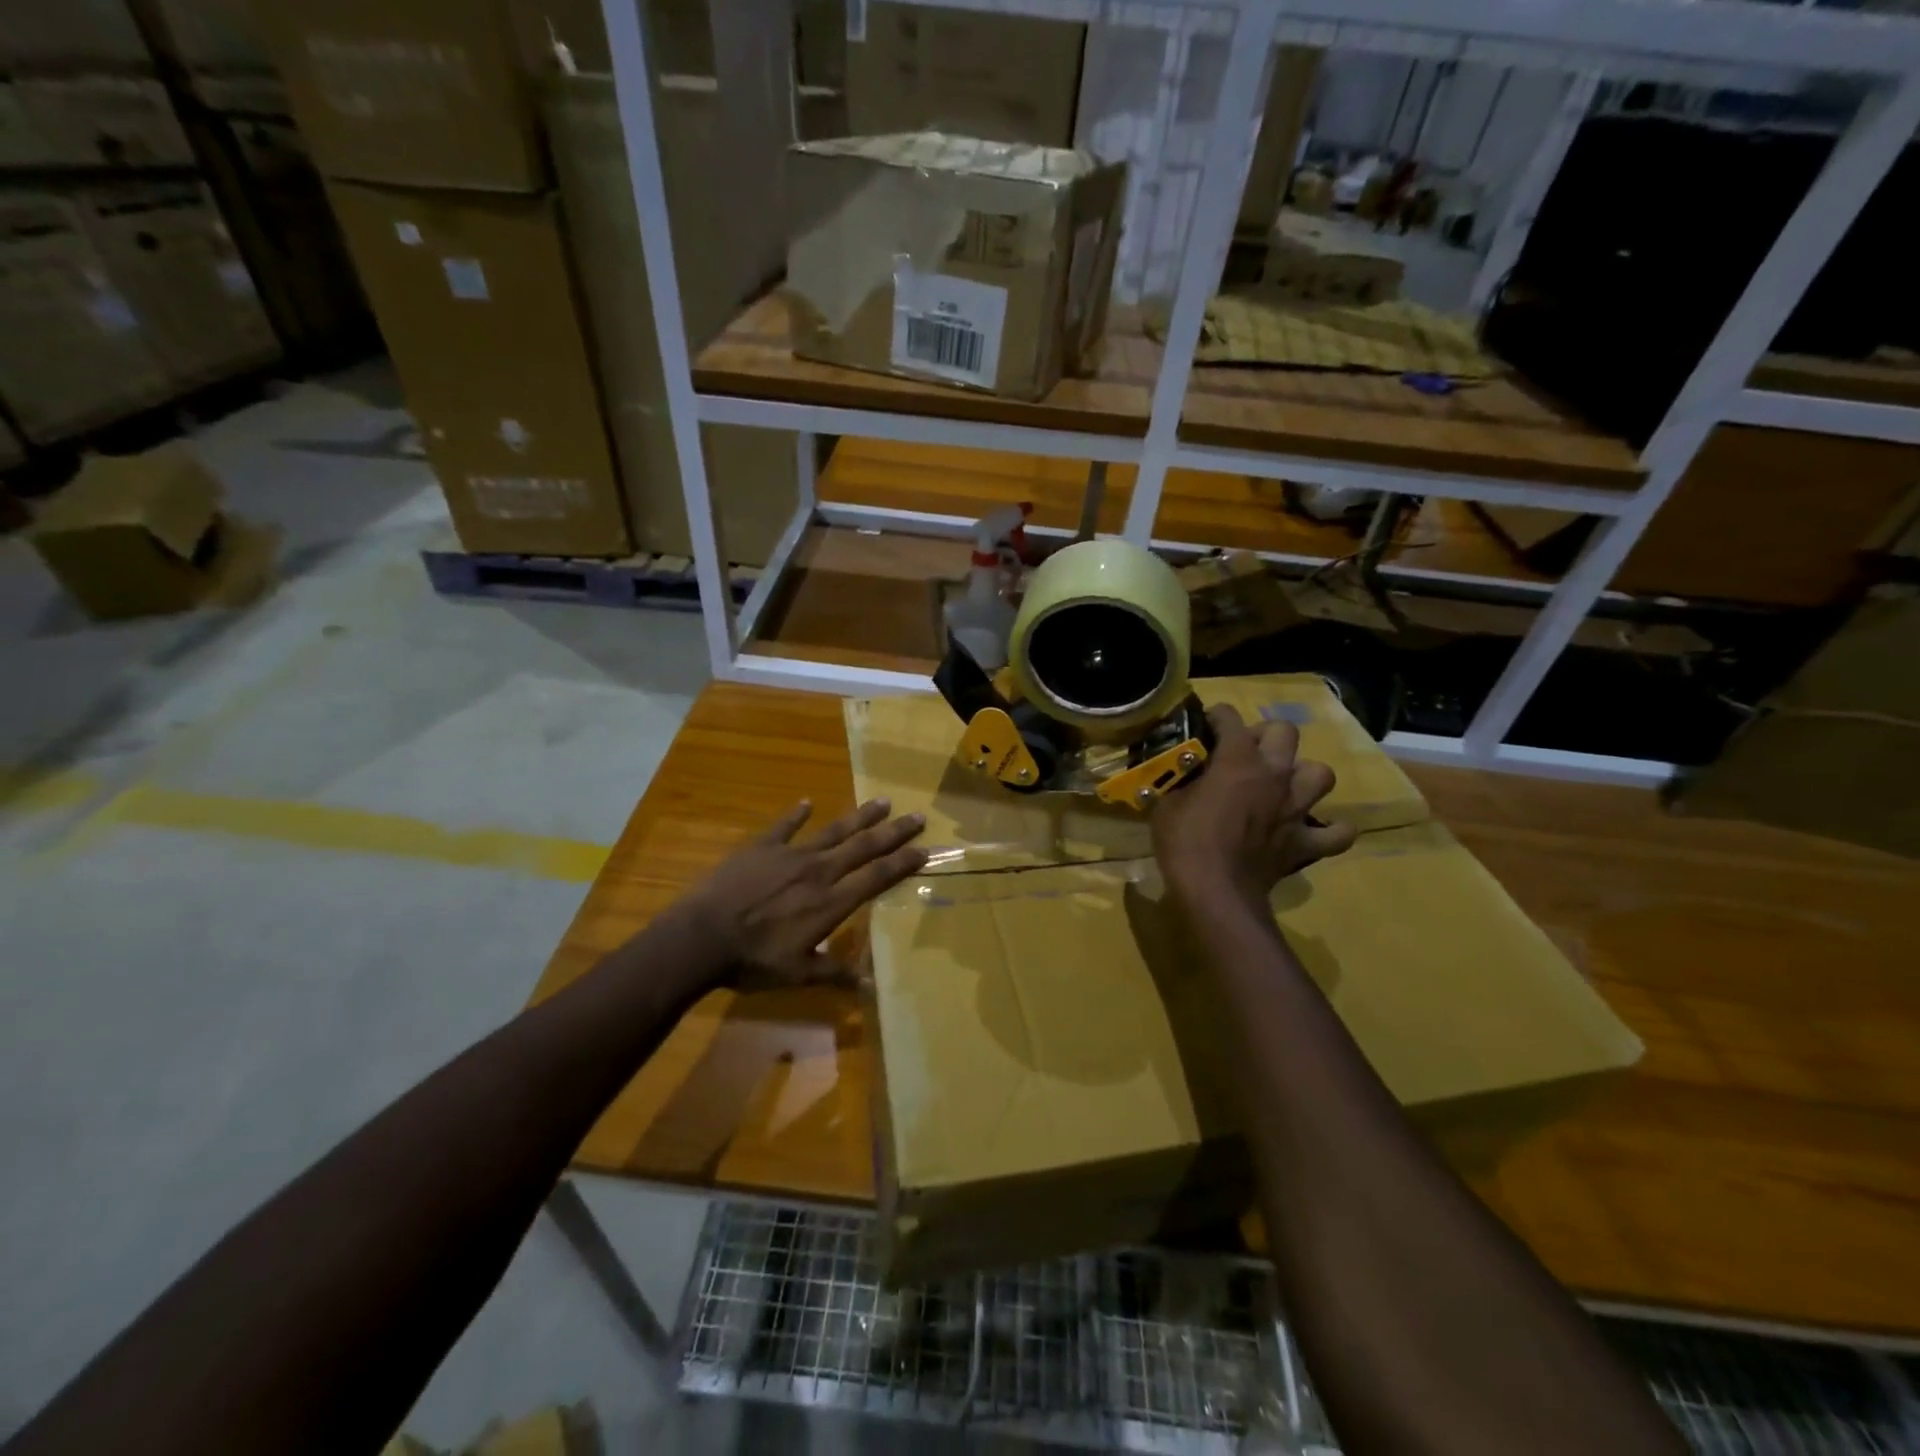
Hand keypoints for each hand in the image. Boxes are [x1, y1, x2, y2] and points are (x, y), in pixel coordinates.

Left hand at [677, 798, 926, 990]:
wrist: (702, 937)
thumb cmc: (752, 960)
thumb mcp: (798, 974)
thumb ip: (835, 972)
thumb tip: (872, 983)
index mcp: (831, 902)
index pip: (876, 877)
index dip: (902, 863)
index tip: (924, 850)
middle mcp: (819, 871)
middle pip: (863, 846)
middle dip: (893, 832)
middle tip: (917, 816)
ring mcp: (790, 855)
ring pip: (833, 830)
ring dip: (859, 816)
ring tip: (882, 801)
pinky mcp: (761, 847)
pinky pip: (784, 826)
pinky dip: (796, 814)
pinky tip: (807, 803)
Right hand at [1152, 704, 1357, 904]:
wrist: (1215, 891)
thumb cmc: (1185, 841)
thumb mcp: (1166, 803)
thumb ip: (1179, 781)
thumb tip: (1177, 773)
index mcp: (1237, 760)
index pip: (1230, 717)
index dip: (1216, 717)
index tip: (1205, 726)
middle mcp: (1274, 776)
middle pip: (1285, 732)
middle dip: (1266, 736)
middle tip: (1246, 753)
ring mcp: (1295, 809)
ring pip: (1320, 774)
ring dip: (1303, 776)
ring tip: (1284, 786)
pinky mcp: (1305, 842)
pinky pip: (1337, 834)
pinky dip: (1331, 831)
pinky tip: (1315, 830)